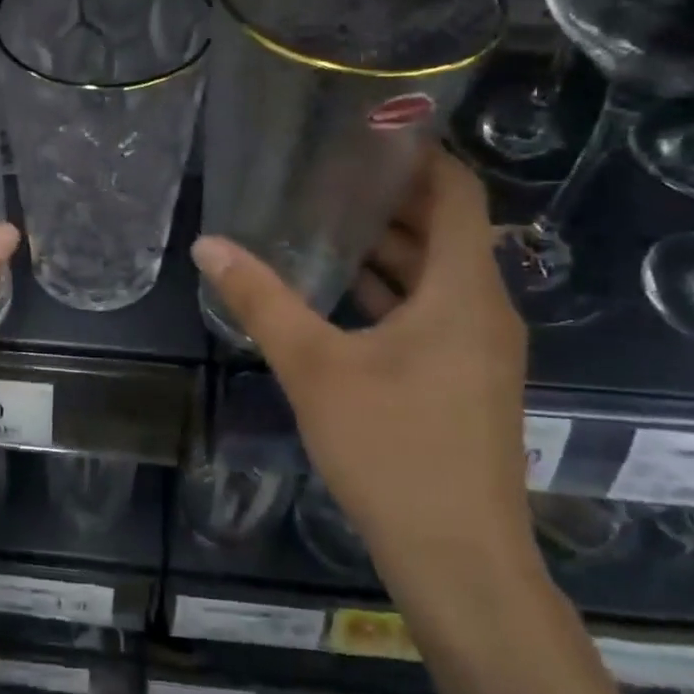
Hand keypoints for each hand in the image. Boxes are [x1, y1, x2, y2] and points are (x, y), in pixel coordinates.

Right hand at [191, 150, 533, 587]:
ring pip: (438, 277)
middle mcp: (484, 310)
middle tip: (328, 172)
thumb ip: (261, 302)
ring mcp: (480, 350)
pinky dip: (394, 293)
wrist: (458, 560)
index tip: (369, 133)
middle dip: (393, 199)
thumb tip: (208, 246)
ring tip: (325, 222)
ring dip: (391, 249)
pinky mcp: (467, 382)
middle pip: (447, 231)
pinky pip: (433, 313)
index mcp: (463, 291)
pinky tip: (343, 294)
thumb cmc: (393, 451)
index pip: (458, 193)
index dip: (421, 156)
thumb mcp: (315, 368)